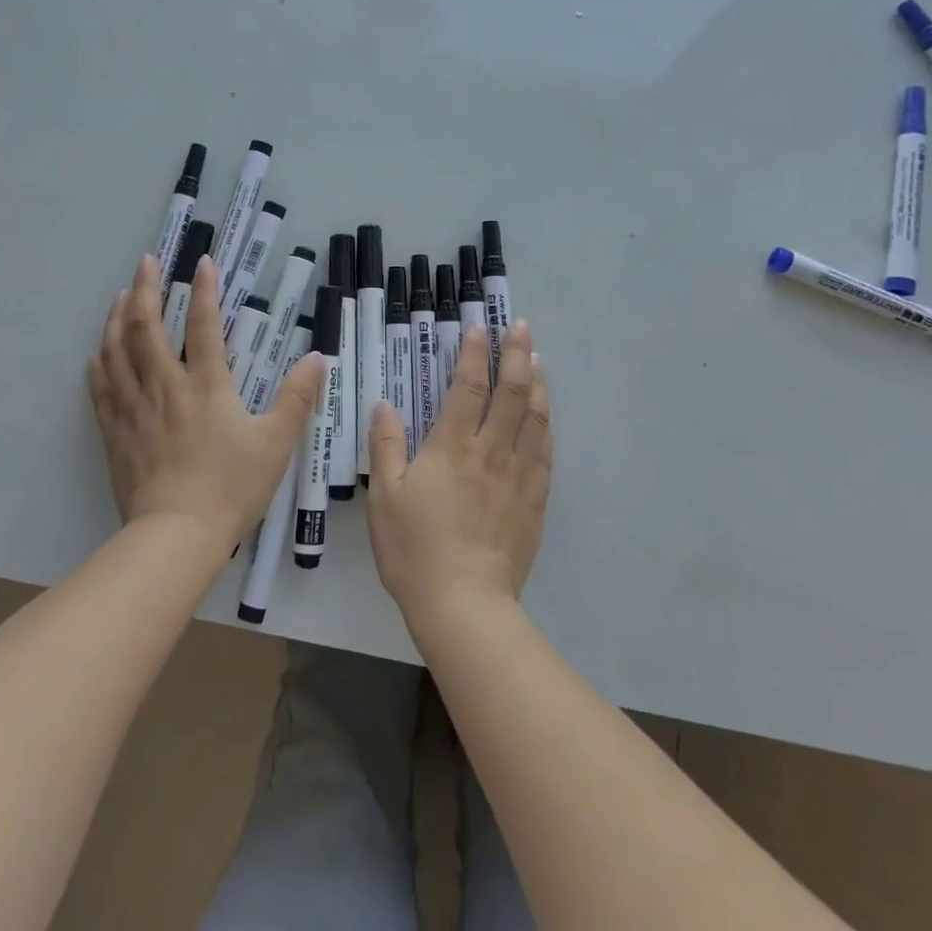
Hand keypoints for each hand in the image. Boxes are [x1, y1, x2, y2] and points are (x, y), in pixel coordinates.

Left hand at [88, 255, 323, 553]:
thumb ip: (297, 397)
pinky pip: (101, 389)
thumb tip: (317, 357)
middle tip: (146, 263)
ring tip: (120, 296)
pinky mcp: (116, 433)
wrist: (177, 536)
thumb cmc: (231, 487)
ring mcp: (135, 409)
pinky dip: (99, 365)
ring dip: (118, 319)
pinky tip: (97, 353)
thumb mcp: (276, 443)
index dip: (204, 290)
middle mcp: (165, 386)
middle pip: (147, 328)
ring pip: (117, 352)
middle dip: (146, 289)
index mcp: (206, 385)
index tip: (201, 262)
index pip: (203, 325)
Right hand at [366, 320, 550, 625]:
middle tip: (521, 327)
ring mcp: (517, 477)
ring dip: (537, 385)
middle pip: (511, 394)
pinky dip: (546, 428)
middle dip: (516, 355)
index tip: (480, 327)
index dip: (474, 354)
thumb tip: (385, 404)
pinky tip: (546, 417)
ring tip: (539, 359)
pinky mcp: (533, 503)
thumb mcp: (384, 497)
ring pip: (534, 420)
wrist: (463, 604)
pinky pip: (545, 456)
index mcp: (451, 447)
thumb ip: (385, 446)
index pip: (468, 388)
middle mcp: (490, 453)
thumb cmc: (414, 549)